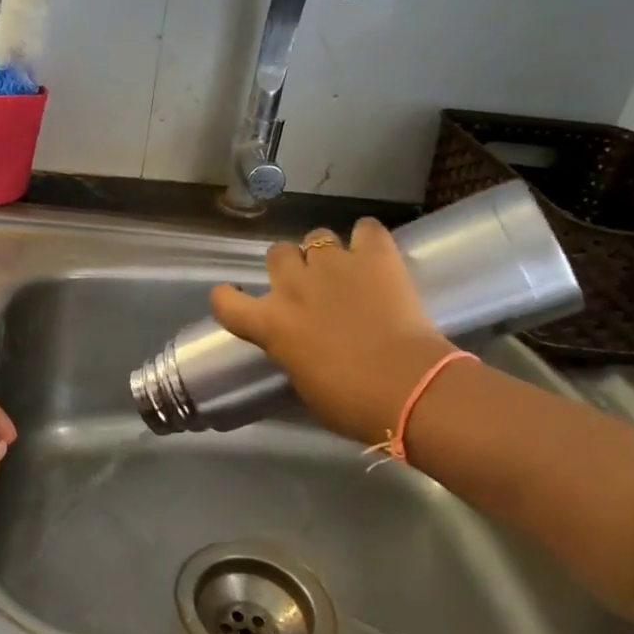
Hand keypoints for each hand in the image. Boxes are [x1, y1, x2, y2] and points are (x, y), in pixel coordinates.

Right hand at [210, 219, 456, 445]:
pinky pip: (366, 229)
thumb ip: (293, 354)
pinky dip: (368, 239)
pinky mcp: (375, 256)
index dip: (228, 297)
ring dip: (326, 252)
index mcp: (271, 324)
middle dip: (289, 266)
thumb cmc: (352, 403)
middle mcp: (294, 285)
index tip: (239, 300)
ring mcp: (334, 264)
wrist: (409, 389)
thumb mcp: (305, 385)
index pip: (225, 300)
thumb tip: (301, 347)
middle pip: (277, 254)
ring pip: (317, 235)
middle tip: (308, 287)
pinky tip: (375, 253)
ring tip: (344, 271)